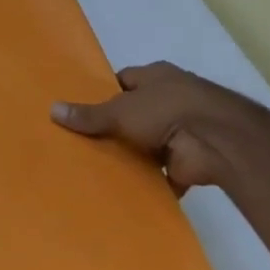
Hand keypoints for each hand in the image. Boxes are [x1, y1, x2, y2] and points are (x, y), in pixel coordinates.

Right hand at [51, 63, 269, 195]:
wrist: (218, 140)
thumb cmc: (166, 111)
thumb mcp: (119, 110)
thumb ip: (88, 114)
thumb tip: (52, 109)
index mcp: (156, 77)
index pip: (124, 82)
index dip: (103, 95)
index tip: (81, 110)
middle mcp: (170, 99)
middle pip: (134, 113)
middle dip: (115, 128)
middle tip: (82, 143)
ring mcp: (182, 130)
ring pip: (147, 144)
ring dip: (132, 156)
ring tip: (96, 169)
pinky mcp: (189, 160)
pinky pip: (162, 173)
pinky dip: (149, 183)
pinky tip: (124, 192)